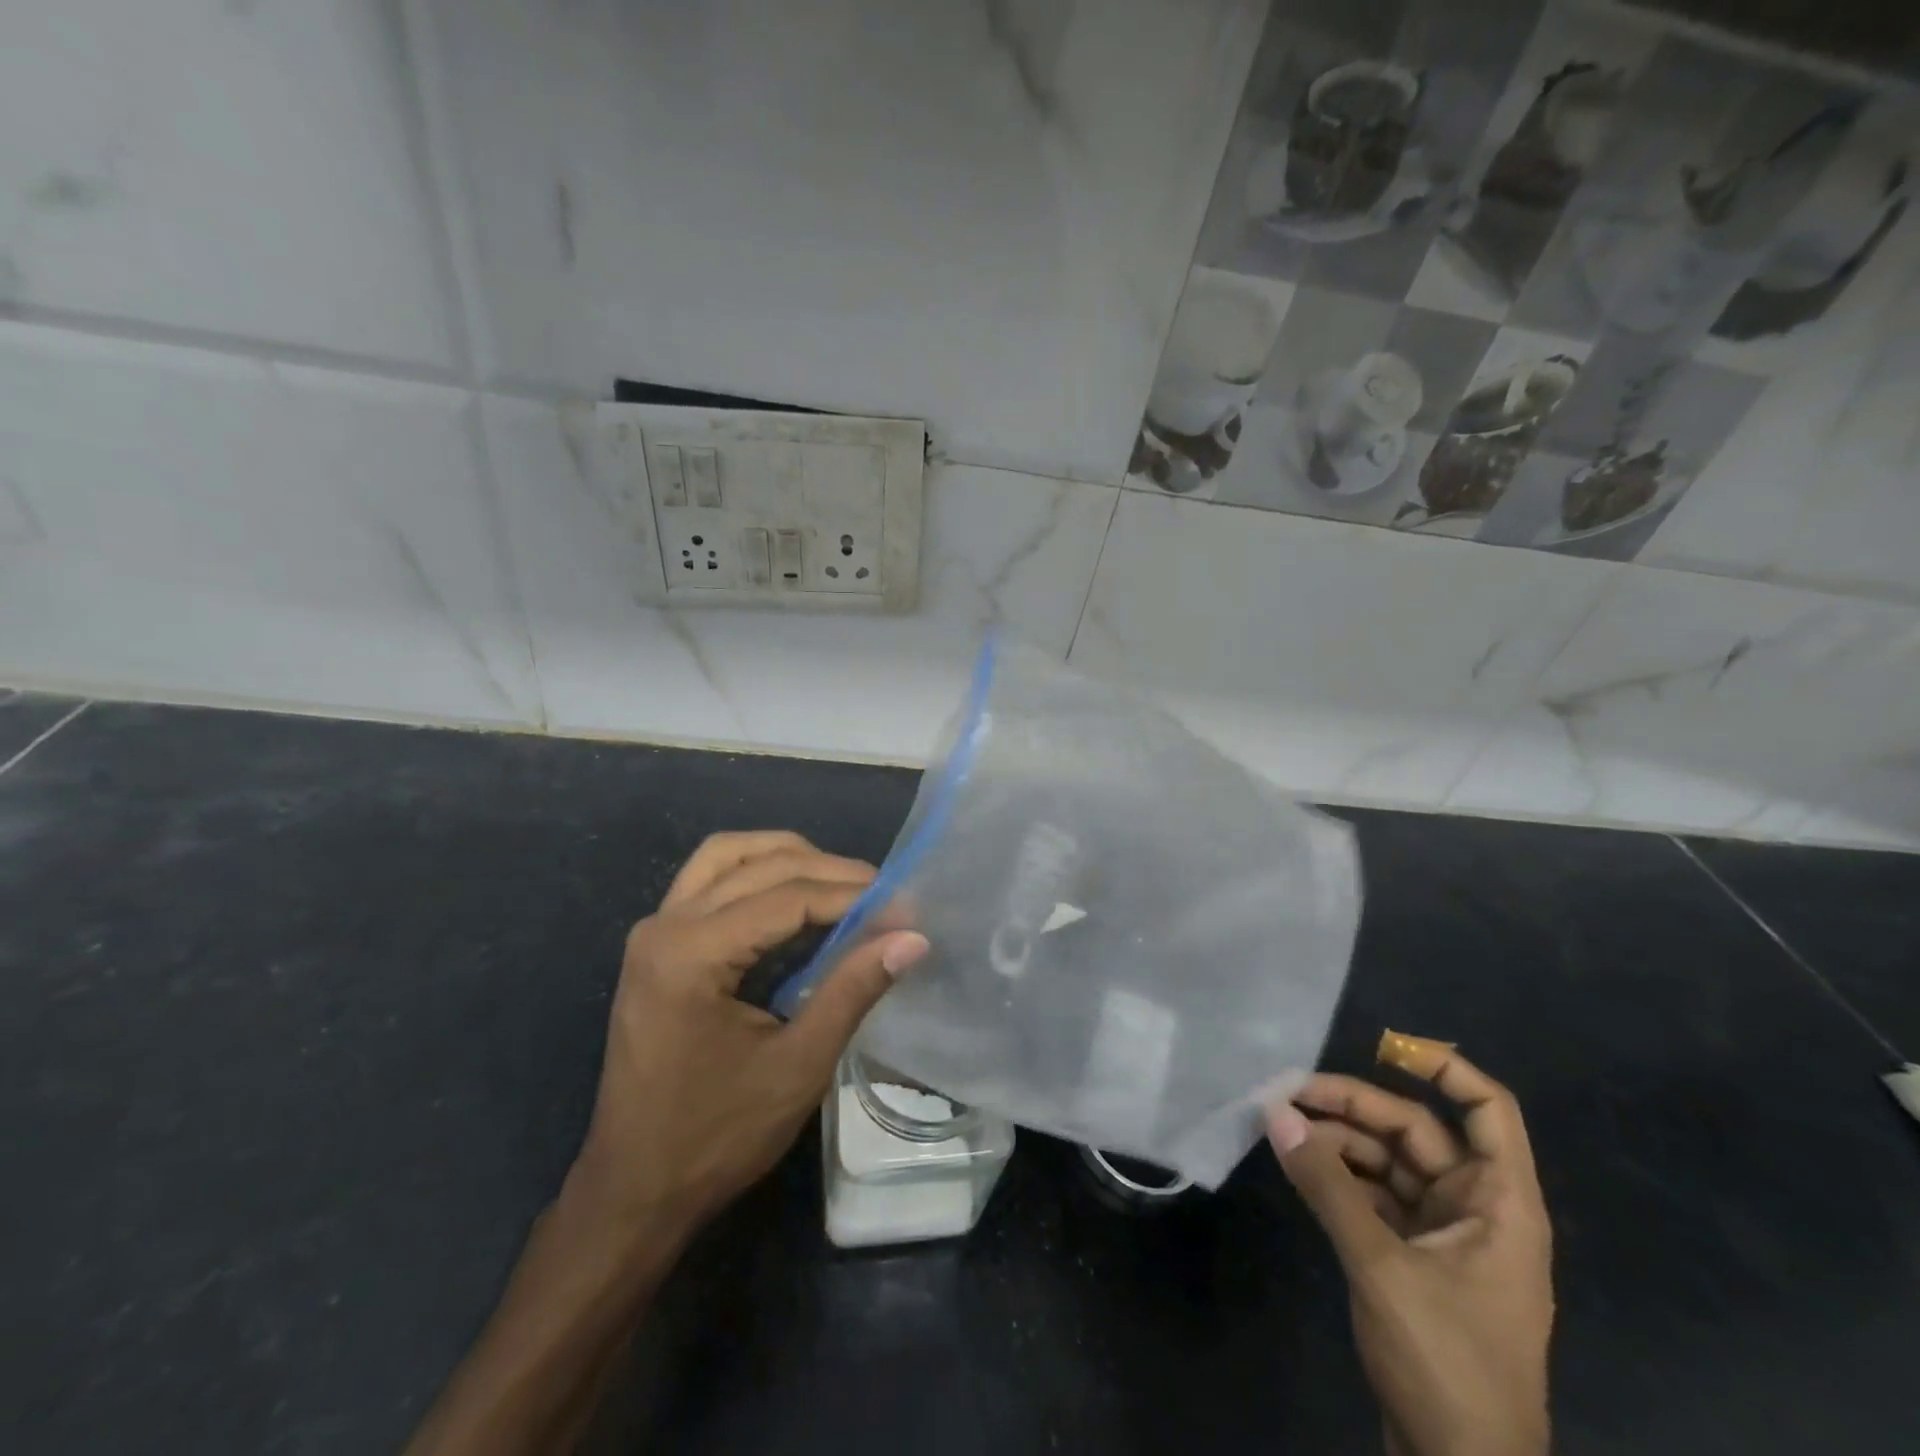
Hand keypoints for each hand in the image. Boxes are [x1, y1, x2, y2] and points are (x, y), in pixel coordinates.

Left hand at [569, 831, 928, 1246]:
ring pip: (727, 855)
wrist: (635, 1190)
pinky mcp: (656, 945)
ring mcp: (654, 931)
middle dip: (828, 871)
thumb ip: (853, 990)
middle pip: (759, 865)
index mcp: (691, 954)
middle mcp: (664, 925)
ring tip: (841, 884)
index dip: (852, 895)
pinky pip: (710, 880)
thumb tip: (913, 938)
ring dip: (787, 857)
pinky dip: (757, 873)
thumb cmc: (716, 1137)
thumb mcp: (799, 1066)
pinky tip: (794, 898)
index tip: (904, 906)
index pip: (787, 897)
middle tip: (883, 893)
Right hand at [1267, 1046, 1553, 1455]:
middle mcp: (1477, 1210)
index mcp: (1501, 1204)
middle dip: (1355, 1106)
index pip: (1489, 1111)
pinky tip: (1300, 1165)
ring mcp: (1446, 1236)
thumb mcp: (1381, 1266)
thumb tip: (1276, 1115)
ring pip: (1391, 1162)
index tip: (1383, 1045)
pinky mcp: (1415, 1260)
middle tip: (1289, 1093)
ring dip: (1340, 1141)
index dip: (1444, 1068)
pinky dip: (1340, 1177)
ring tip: (1282, 1127)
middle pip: (1418, 1131)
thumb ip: (1328, 1185)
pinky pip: (1376, 1196)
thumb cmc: (1446, 1362)